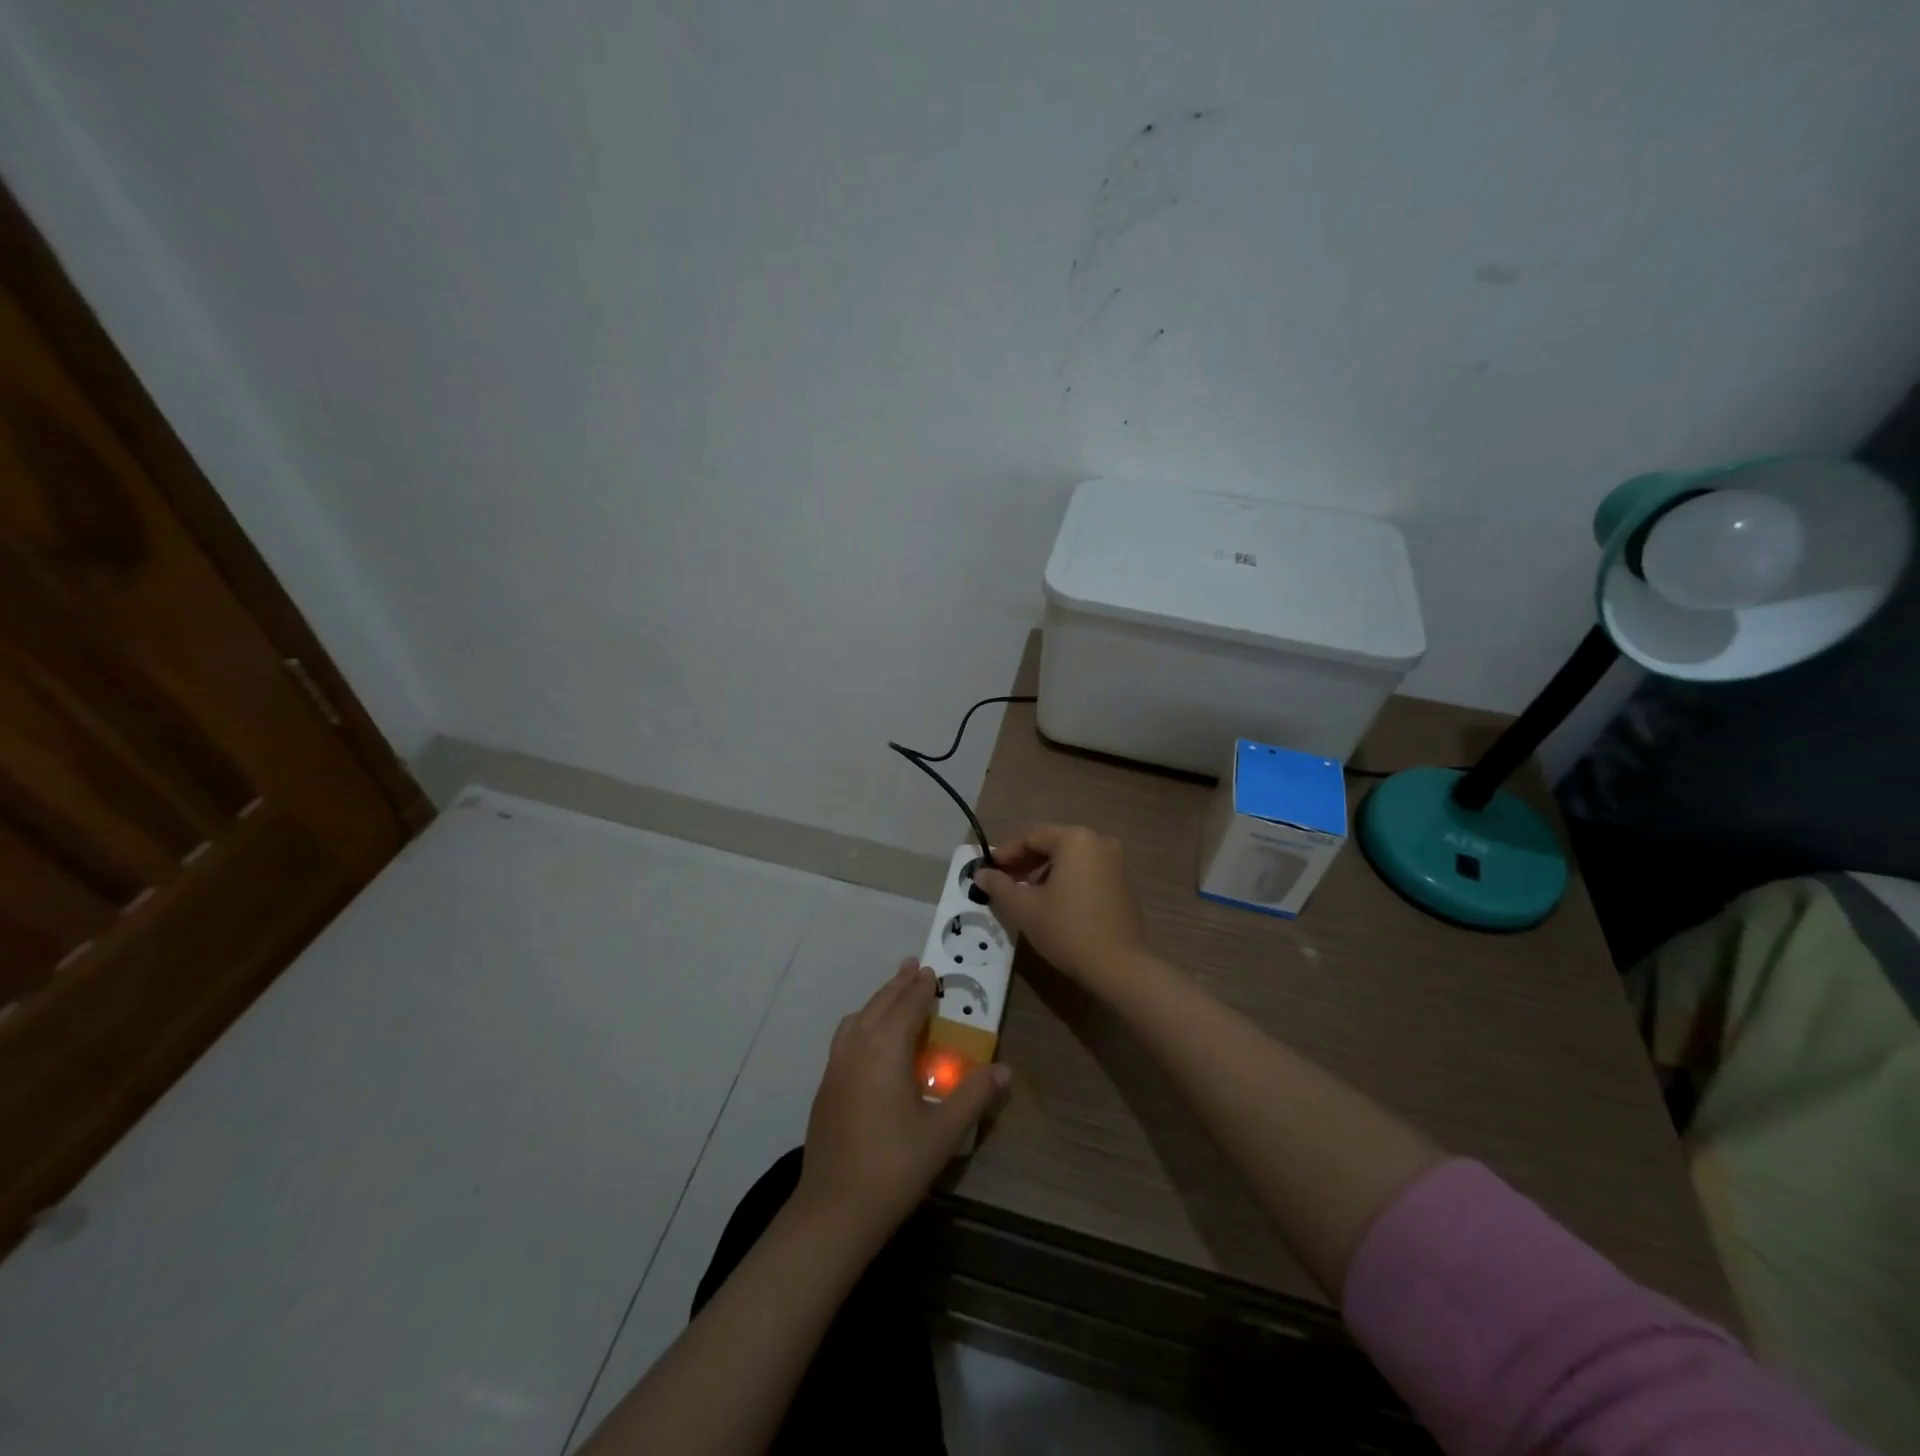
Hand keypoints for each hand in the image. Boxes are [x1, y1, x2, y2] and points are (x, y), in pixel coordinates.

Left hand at [795, 960, 1007, 1246]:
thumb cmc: (894, 1166)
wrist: (834, 1210)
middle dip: (898, 984)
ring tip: (892, 996)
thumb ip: (974, 1096)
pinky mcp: (825, 1087)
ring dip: (877, 1001)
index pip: (907, 1005)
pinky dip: (861, 1023)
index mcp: (885, 1049)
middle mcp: (857, 1047)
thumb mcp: (943, 1132)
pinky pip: (846, 1037)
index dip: (921, 987)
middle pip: (879, 1004)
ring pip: (857, 1018)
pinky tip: (869, 1040)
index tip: (931, 969)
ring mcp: (836, 1066)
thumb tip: (1005, 1070)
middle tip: (913, 967)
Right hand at [974, 824, 1150, 984]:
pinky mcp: (1122, 884)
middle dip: (1024, 862)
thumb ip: (999, 886)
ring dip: (1043, 872)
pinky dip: (1065, 880)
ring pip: (1069, 859)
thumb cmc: (1067, 930)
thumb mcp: (1025, 908)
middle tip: (1003, 883)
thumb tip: (981, 874)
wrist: (1120, 967)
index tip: (988, 871)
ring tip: (1024, 895)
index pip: (1031, 836)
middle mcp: (1098, 842)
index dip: (1005, 853)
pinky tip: (1051, 903)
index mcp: (1075, 839)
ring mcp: (1115, 862)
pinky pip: (1086, 872)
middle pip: (1052, 844)